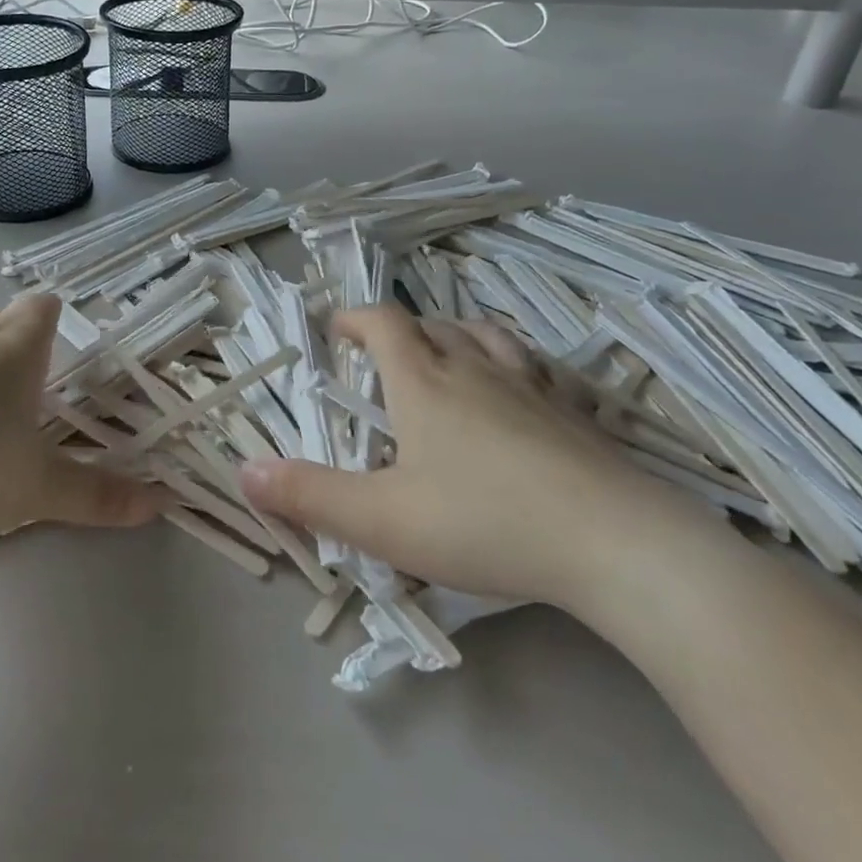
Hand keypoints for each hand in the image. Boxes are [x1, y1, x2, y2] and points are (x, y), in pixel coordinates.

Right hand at [241, 307, 717, 607]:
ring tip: (446, 356)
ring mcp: (530, 385)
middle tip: (383, 359)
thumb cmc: (485, 523)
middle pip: (431, 325)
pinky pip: (533, 365)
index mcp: (423, 382)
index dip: (354, 318)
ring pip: (485, 336)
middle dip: (400, 333)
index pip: (382, 323)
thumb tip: (246, 472)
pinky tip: (519, 390)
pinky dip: (511, 363)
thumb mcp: (382, 520)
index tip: (336, 331)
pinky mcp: (572, 411)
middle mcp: (474, 368)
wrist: (615, 543)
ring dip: (455, 336)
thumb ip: (310, 496)